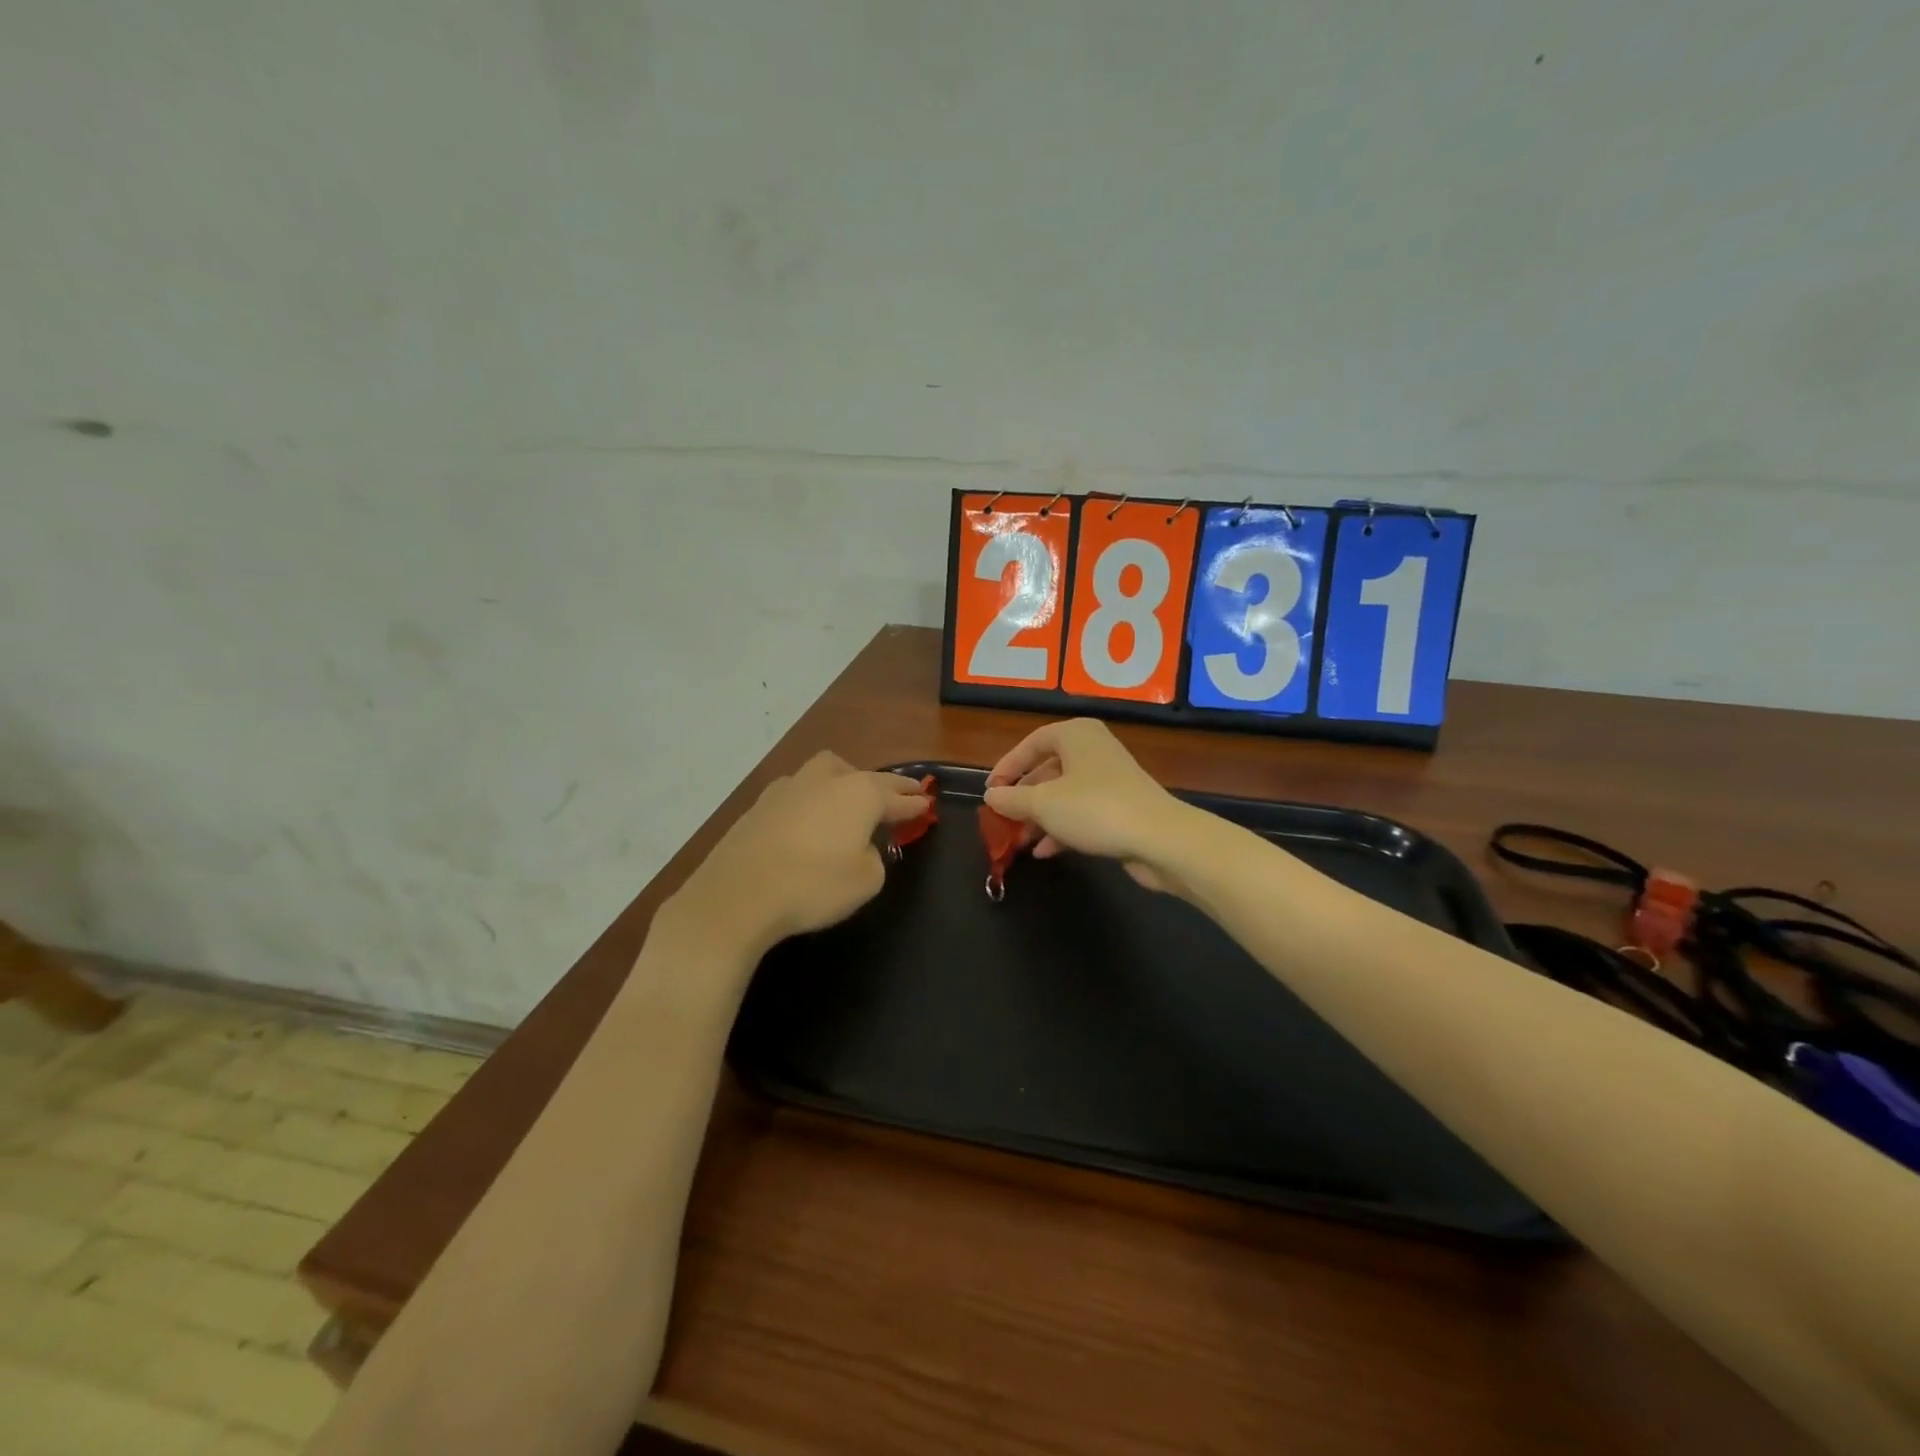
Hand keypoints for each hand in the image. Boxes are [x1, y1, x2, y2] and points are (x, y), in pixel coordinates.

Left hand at [667, 752, 930, 957]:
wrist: (737, 895)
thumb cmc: (814, 886)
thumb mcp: (866, 881)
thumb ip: (874, 858)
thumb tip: (861, 847)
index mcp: (859, 794)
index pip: (896, 796)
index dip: (914, 803)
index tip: (927, 803)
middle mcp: (825, 781)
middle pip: (861, 774)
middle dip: (882, 785)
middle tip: (895, 797)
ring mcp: (787, 788)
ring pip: (824, 773)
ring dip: (842, 783)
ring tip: (847, 802)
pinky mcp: (759, 805)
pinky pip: (797, 793)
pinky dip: (811, 802)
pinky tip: (808, 819)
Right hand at [983, 719, 1189, 891]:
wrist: (1160, 839)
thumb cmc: (1095, 809)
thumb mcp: (1043, 804)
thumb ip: (1012, 799)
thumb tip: (991, 795)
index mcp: (1076, 735)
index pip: (1031, 743)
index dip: (1007, 767)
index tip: (991, 792)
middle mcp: (1094, 750)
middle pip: (1048, 770)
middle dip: (1023, 798)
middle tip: (1003, 820)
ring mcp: (1110, 779)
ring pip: (1064, 794)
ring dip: (1040, 818)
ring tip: (1020, 842)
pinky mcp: (1121, 807)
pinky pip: (1082, 812)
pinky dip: (1062, 828)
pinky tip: (1046, 852)